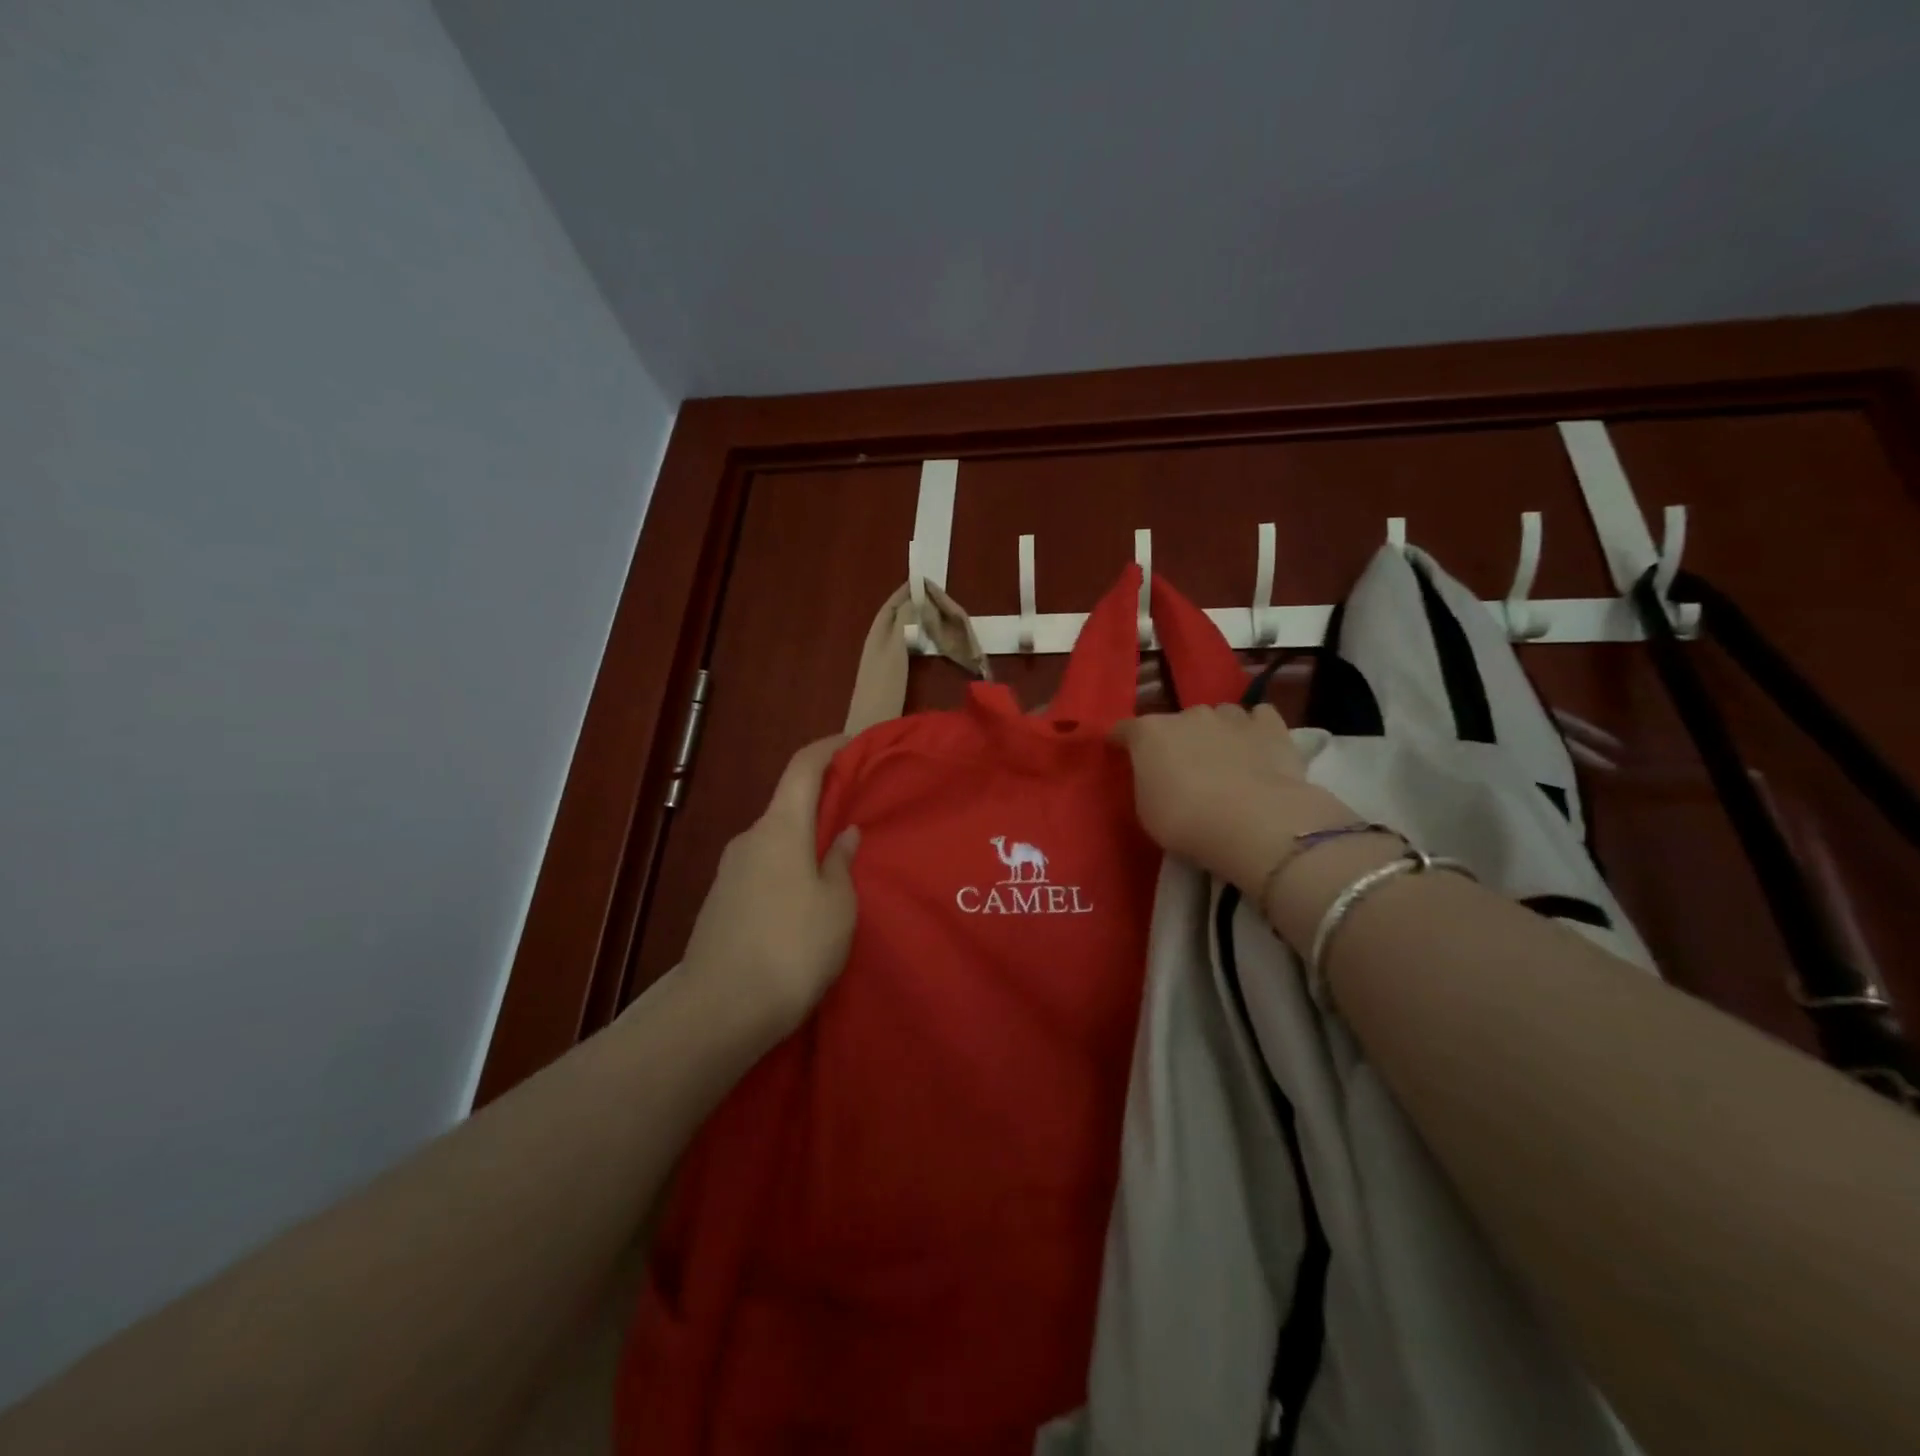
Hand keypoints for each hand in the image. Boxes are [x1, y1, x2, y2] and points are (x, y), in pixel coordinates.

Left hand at [681, 736, 860, 1041]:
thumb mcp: (837, 905)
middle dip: (821, 806)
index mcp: (779, 828)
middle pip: (787, 805)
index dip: (828, 749)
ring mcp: (729, 871)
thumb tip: (843, 834)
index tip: (852, 743)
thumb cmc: (792, 947)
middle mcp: (749, 839)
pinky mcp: (720, 902)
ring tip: (835, 869)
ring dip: (804, 844)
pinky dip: (787, 870)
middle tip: (855, 819)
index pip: (802, 768)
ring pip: (775, 841)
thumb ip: (841, 863)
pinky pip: (762, 869)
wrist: (719, 1011)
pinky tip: (804, 903)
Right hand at [1110, 703, 1354, 892]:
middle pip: (1176, 722)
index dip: (1122, 741)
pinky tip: (1257, 748)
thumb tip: (1156, 776)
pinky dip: (1255, 730)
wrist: (1254, 824)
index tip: (1120, 752)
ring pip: (1219, 716)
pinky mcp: (1271, 727)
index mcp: (1150, 733)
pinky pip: (1259, 718)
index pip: (1126, 729)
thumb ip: (1147, 783)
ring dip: (1216, 732)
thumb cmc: (1186, 821)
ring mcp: (1232, 717)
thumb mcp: (1146, 811)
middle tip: (1182, 768)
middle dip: (1176, 739)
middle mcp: (1188, 715)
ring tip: (1223, 759)